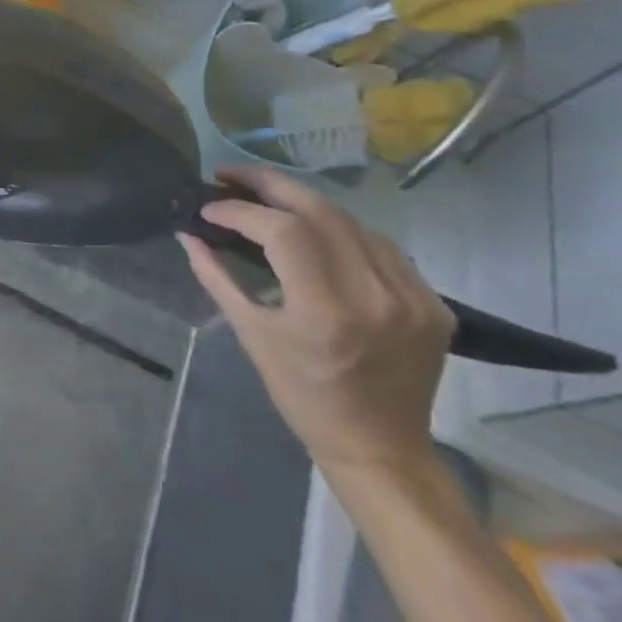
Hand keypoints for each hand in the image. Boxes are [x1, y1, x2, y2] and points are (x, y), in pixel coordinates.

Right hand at [178, 165, 453, 476]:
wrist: (380, 447)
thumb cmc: (302, 395)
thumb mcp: (250, 334)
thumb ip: (216, 277)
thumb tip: (187, 234)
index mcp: (325, 311)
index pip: (281, 232)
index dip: (239, 210)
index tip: (209, 208)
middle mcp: (375, 295)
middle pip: (320, 210)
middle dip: (269, 184)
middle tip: (230, 174)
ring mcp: (412, 298)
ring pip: (351, 221)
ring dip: (303, 202)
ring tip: (266, 196)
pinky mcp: (433, 303)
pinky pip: (380, 246)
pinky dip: (341, 228)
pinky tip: (316, 229)